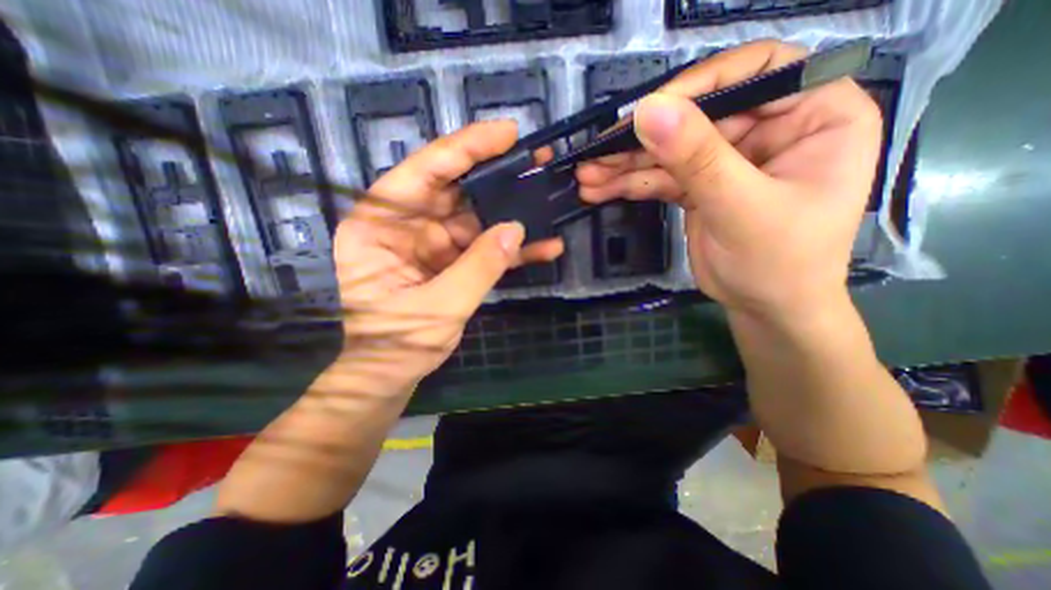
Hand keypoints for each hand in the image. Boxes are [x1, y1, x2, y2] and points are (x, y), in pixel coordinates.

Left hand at [336, 121, 567, 391]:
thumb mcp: (439, 306)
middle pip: (454, 190)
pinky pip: (482, 247)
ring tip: (546, 198)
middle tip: (535, 160)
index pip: (423, 172)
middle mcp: (404, 226)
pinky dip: (510, 249)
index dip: (465, 148)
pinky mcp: (450, 261)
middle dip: (496, 176)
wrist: (393, 373)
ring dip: (510, 213)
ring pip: (475, 218)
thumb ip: (478, 267)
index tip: (505, 133)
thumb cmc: (399, 343)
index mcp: (378, 225)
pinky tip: (542, 247)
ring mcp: (430, 243)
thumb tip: (516, 228)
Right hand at [579, 38, 880, 321]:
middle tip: (596, 154)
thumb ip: (697, 158)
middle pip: (696, 117)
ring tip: (587, 176)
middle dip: (642, 140)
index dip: (699, 85)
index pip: (755, 72)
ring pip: (670, 151)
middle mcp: (769, 129)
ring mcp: (729, 159)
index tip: (648, 111)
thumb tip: (648, 111)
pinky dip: (630, 184)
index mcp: (813, 115)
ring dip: (625, 165)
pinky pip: (661, 177)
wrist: (766, 308)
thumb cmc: (779, 262)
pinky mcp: (700, 185)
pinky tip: (600, 189)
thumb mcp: (740, 207)